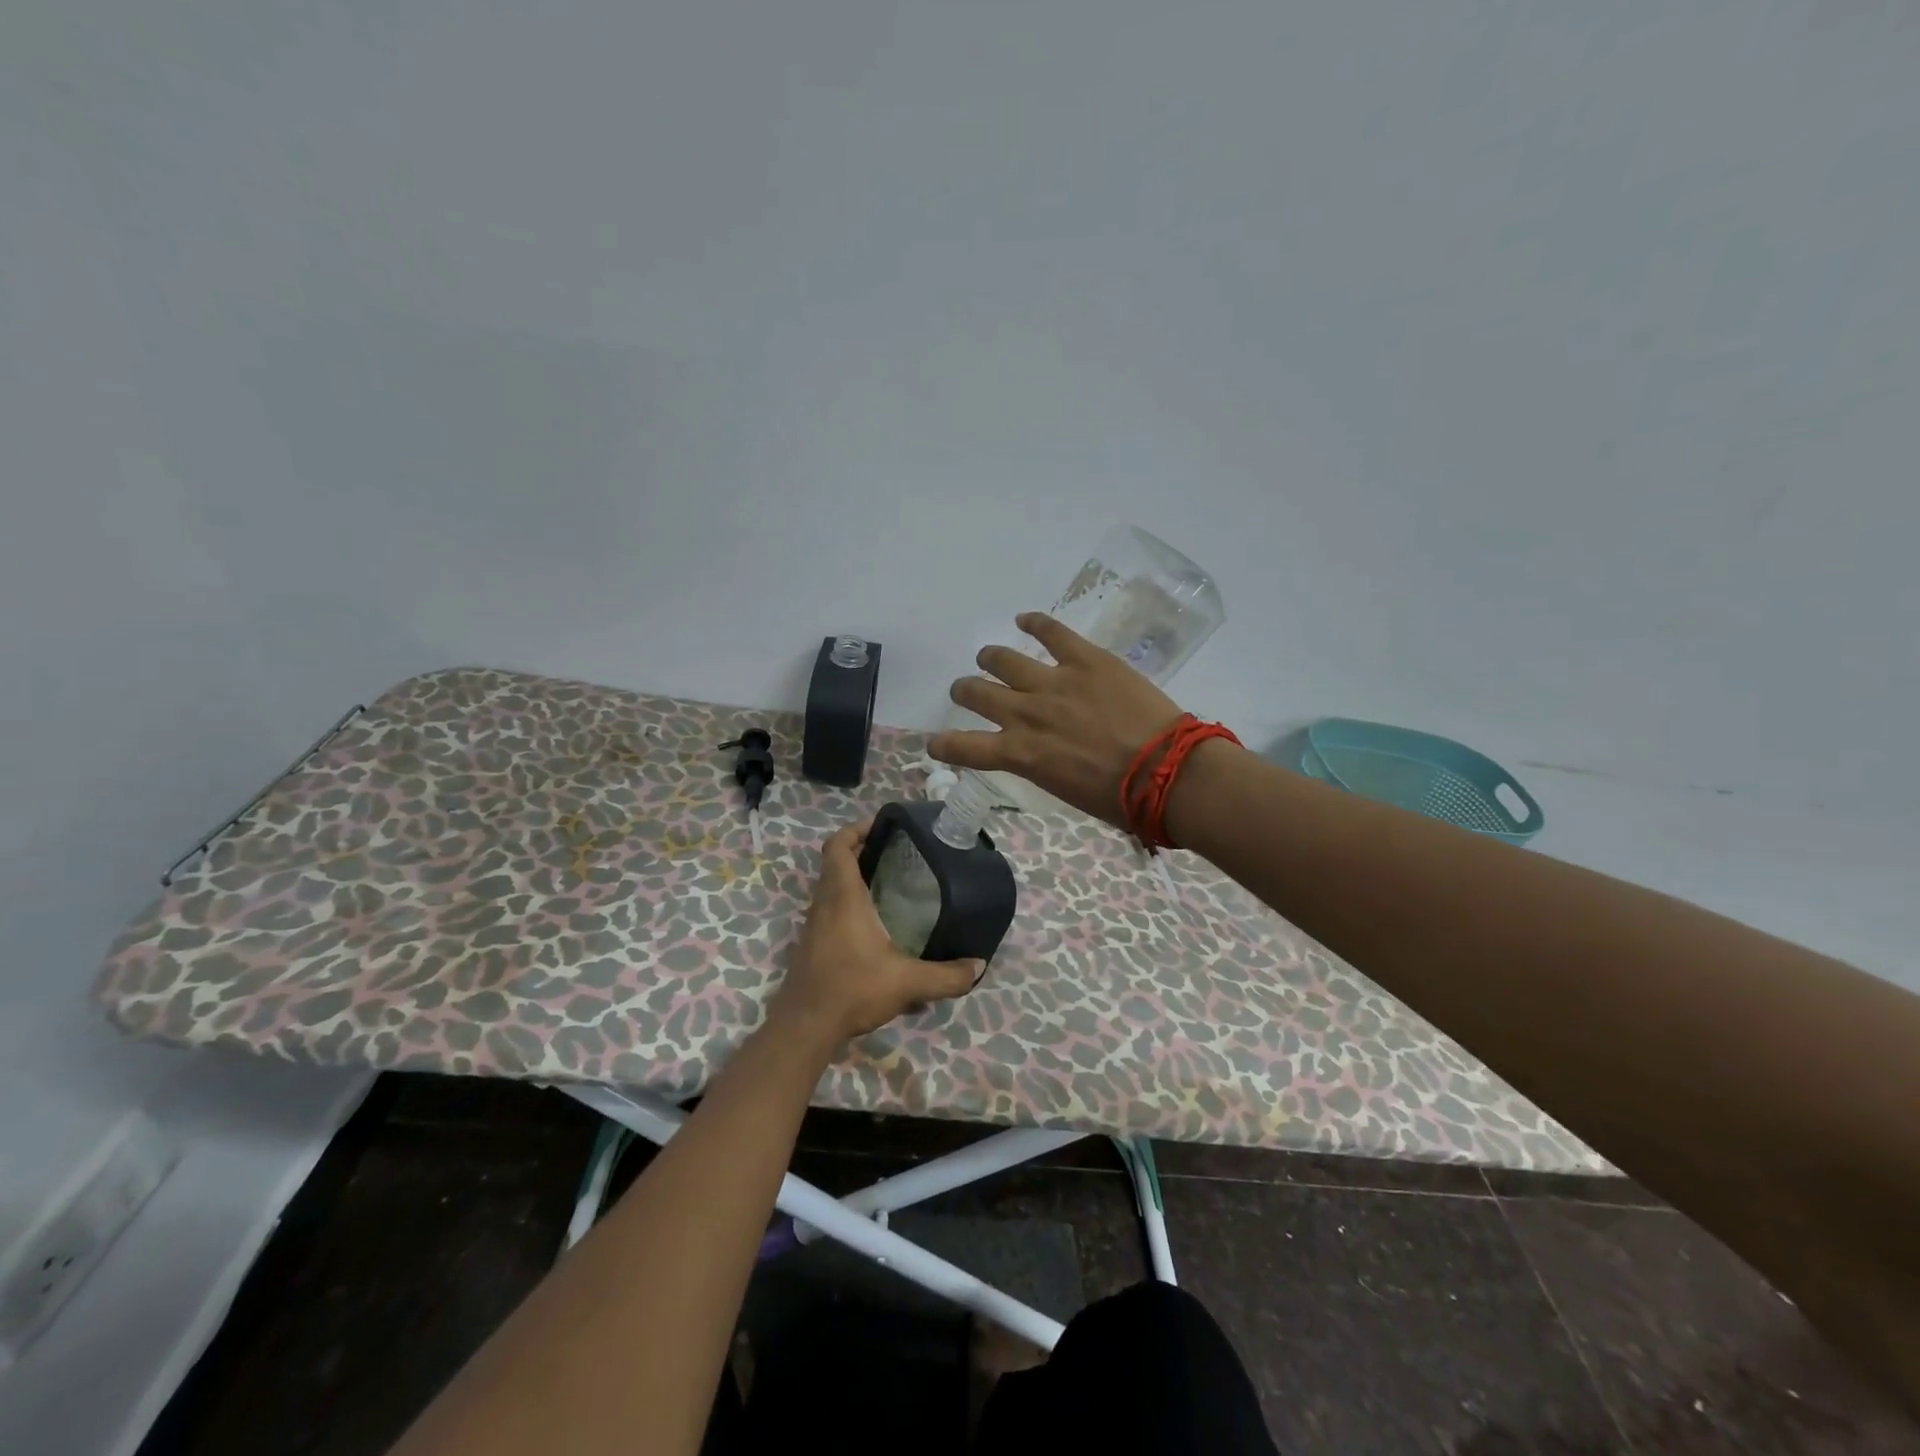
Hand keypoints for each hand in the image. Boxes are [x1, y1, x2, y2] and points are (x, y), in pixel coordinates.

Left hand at [768, 820, 980, 1050]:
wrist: (805, 1026)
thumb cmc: (853, 989)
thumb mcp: (908, 983)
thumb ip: (947, 976)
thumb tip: (979, 966)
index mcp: (843, 897)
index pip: (838, 846)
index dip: (856, 829)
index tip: (882, 827)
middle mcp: (825, 903)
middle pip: (835, 862)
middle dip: (862, 851)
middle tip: (897, 853)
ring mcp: (815, 924)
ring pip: (831, 886)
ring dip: (854, 877)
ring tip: (890, 883)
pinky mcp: (812, 944)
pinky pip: (829, 908)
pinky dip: (848, 902)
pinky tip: (876, 923)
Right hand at [928, 613, 1183, 827]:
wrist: (1164, 771)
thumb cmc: (1118, 797)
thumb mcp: (1064, 789)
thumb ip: (1041, 765)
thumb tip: (1040, 753)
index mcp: (1021, 754)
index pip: (966, 748)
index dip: (944, 745)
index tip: (934, 743)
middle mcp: (1026, 714)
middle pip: (977, 693)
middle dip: (965, 691)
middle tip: (966, 690)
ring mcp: (1053, 682)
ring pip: (1004, 660)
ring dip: (991, 658)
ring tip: (989, 657)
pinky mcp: (1084, 659)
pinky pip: (1052, 632)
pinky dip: (1035, 623)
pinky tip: (1024, 619)